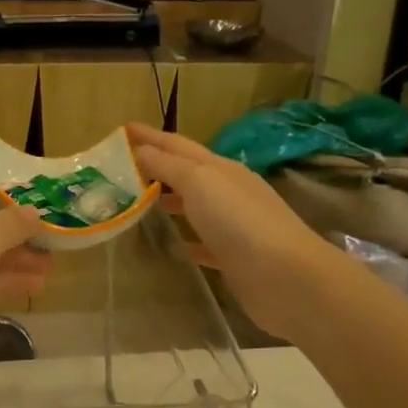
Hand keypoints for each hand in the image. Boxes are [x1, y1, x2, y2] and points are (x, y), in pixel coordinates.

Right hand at [126, 124, 330, 339]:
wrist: (287, 278)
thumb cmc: (239, 220)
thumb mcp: (199, 181)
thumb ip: (167, 165)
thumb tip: (138, 150)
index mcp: (219, 168)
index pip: (176, 144)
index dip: (149, 135)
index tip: (121, 129)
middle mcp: (227, 191)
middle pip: (185, 172)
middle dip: (154, 166)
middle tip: (120, 169)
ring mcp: (232, 225)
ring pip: (192, 206)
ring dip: (167, 201)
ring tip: (135, 204)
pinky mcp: (233, 258)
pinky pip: (201, 243)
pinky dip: (184, 239)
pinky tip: (169, 246)